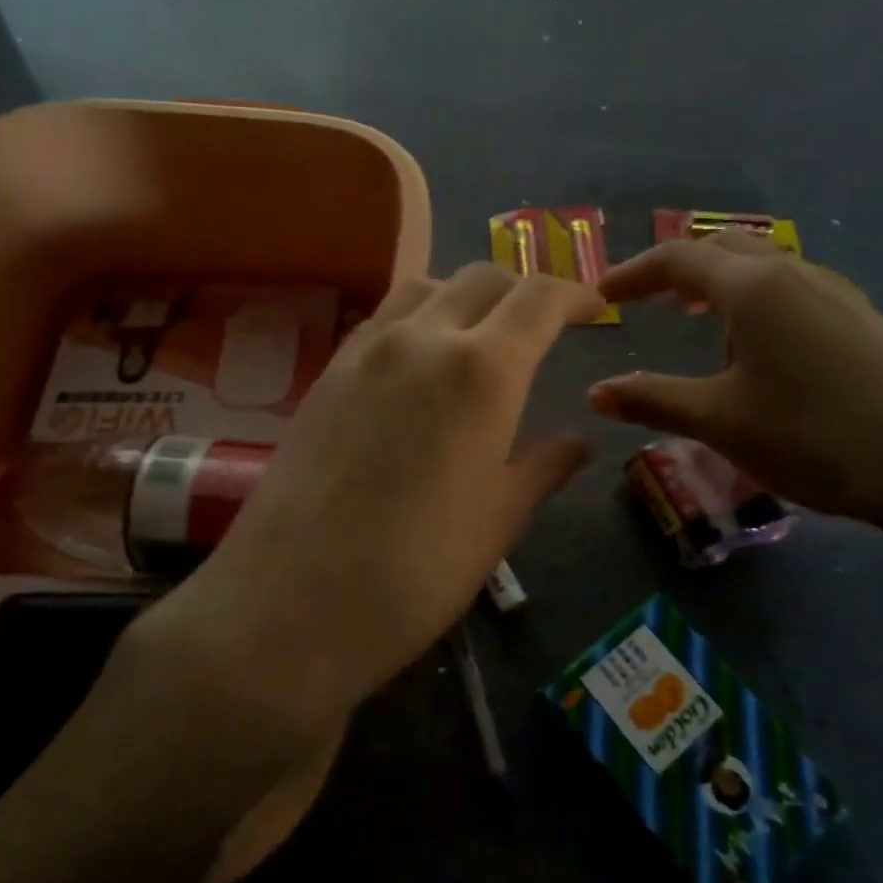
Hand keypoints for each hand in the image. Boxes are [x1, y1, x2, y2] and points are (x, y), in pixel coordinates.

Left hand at [146, 265, 603, 738]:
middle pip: (481, 278)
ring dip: (463, 297)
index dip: (573, 294)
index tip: (594, 309)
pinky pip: (381, 320)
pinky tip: (417, 367)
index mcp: (482, 370)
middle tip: (540, 329)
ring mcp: (364, 351)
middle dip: (521, 292)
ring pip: (425, 288)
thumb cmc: (414, 572)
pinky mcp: (325, 374)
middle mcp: (421, 339)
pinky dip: (416, 320)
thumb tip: (578, 441)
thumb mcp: (497, 521)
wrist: (288, 603)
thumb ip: (543, 467)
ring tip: (477, 338)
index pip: (538, 298)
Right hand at [588, 233, 882, 541]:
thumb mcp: (721, 422)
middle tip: (646, 299)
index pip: (678, 259)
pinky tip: (759, 345)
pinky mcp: (863, 321)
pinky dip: (755, 300)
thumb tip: (596, 392)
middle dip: (677, 269)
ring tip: (696, 319)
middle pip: (723, 249)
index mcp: (755, 288)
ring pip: (763, 267)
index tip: (602, 295)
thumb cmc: (816, 437)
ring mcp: (837, 294)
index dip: (633, 274)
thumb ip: (653, 399)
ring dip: (719, 282)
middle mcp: (796, 275)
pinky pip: (792, 290)